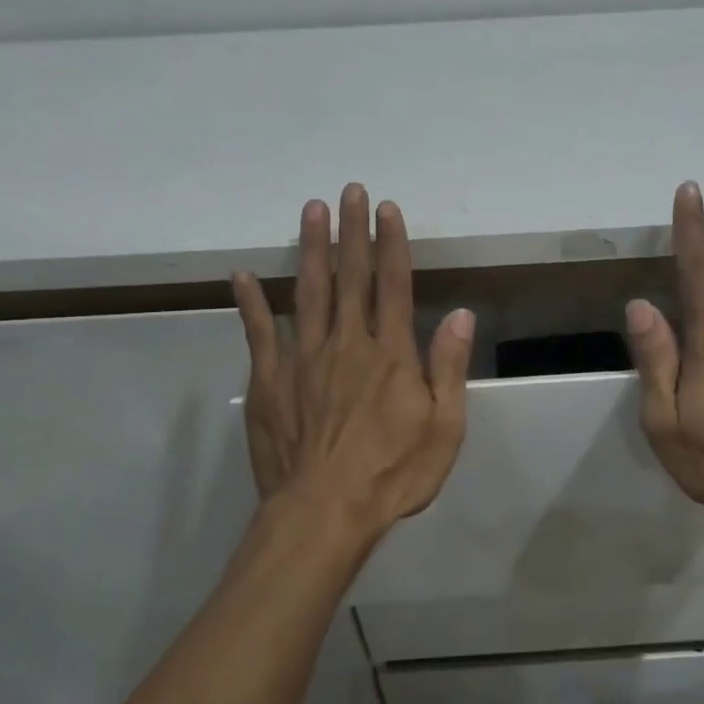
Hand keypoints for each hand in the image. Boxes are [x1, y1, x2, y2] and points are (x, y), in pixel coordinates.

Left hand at [232, 185, 473, 550]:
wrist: (325, 513)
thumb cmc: (393, 474)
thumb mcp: (444, 428)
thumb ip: (449, 368)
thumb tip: (460, 315)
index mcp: (391, 354)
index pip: (393, 285)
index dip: (391, 244)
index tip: (386, 209)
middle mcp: (348, 344)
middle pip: (351, 277)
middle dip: (351, 231)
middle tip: (349, 190)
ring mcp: (304, 359)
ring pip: (308, 292)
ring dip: (311, 249)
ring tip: (311, 210)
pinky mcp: (271, 382)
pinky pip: (260, 333)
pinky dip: (251, 303)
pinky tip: (243, 275)